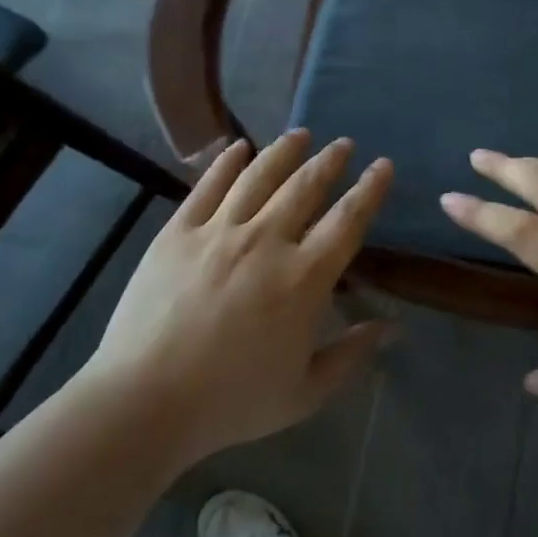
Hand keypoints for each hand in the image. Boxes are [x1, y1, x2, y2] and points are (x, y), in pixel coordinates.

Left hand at [82, 130, 393, 461]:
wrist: (143, 402)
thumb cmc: (231, 402)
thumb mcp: (305, 392)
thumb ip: (351, 355)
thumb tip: (394, 328)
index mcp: (304, 278)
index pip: (348, 220)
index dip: (370, 189)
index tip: (383, 165)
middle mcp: (267, 241)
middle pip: (306, 187)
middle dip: (330, 161)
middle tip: (344, 143)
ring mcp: (219, 232)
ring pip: (260, 176)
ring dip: (285, 151)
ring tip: (300, 134)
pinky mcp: (178, 232)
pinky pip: (207, 186)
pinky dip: (226, 162)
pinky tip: (238, 147)